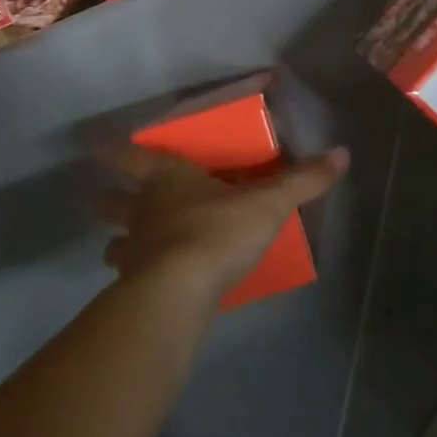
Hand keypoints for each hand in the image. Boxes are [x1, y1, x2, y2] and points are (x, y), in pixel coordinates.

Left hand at [93, 143, 348, 305]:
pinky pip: (127, 281)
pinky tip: (148, 288)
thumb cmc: (218, 231)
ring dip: (118, 244)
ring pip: (113, 244)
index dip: (114, 150)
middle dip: (108, 200)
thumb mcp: (268, 203)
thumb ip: (303, 180)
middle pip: (111, 202)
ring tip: (128, 251)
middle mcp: (143, 210)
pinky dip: (134, 281)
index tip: (94, 144)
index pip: (131, 156)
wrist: (180, 292)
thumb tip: (342, 153)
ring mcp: (133, 252)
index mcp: (168, 179)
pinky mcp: (133, 290)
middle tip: (108, 200)